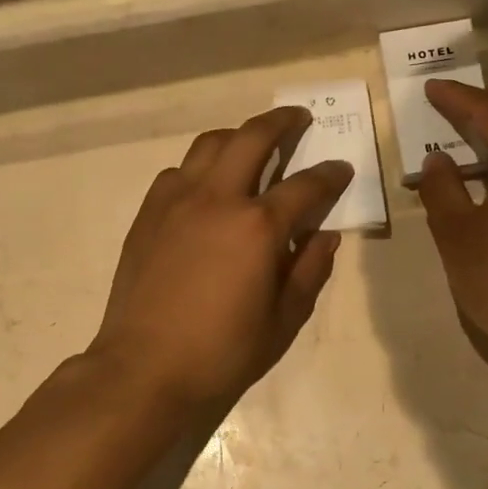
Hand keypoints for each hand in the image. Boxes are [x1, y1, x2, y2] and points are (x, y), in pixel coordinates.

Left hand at [90, 107, 353, 412]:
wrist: (145, 369)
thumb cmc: (222, 353)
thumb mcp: (284, 321)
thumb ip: (310, 271)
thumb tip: (325, 235)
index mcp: (258, 227)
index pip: (306, 186)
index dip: (331, 175)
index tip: (342, 169)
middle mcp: (217, 199)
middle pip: (253, 137)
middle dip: (282, 122)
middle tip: (299, 119)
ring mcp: (176, 201)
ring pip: (210, 144)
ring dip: (238, 136)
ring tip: (252, 145)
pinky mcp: (149, 214)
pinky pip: (179, 172)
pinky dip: (201, 168)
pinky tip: (208, 188)